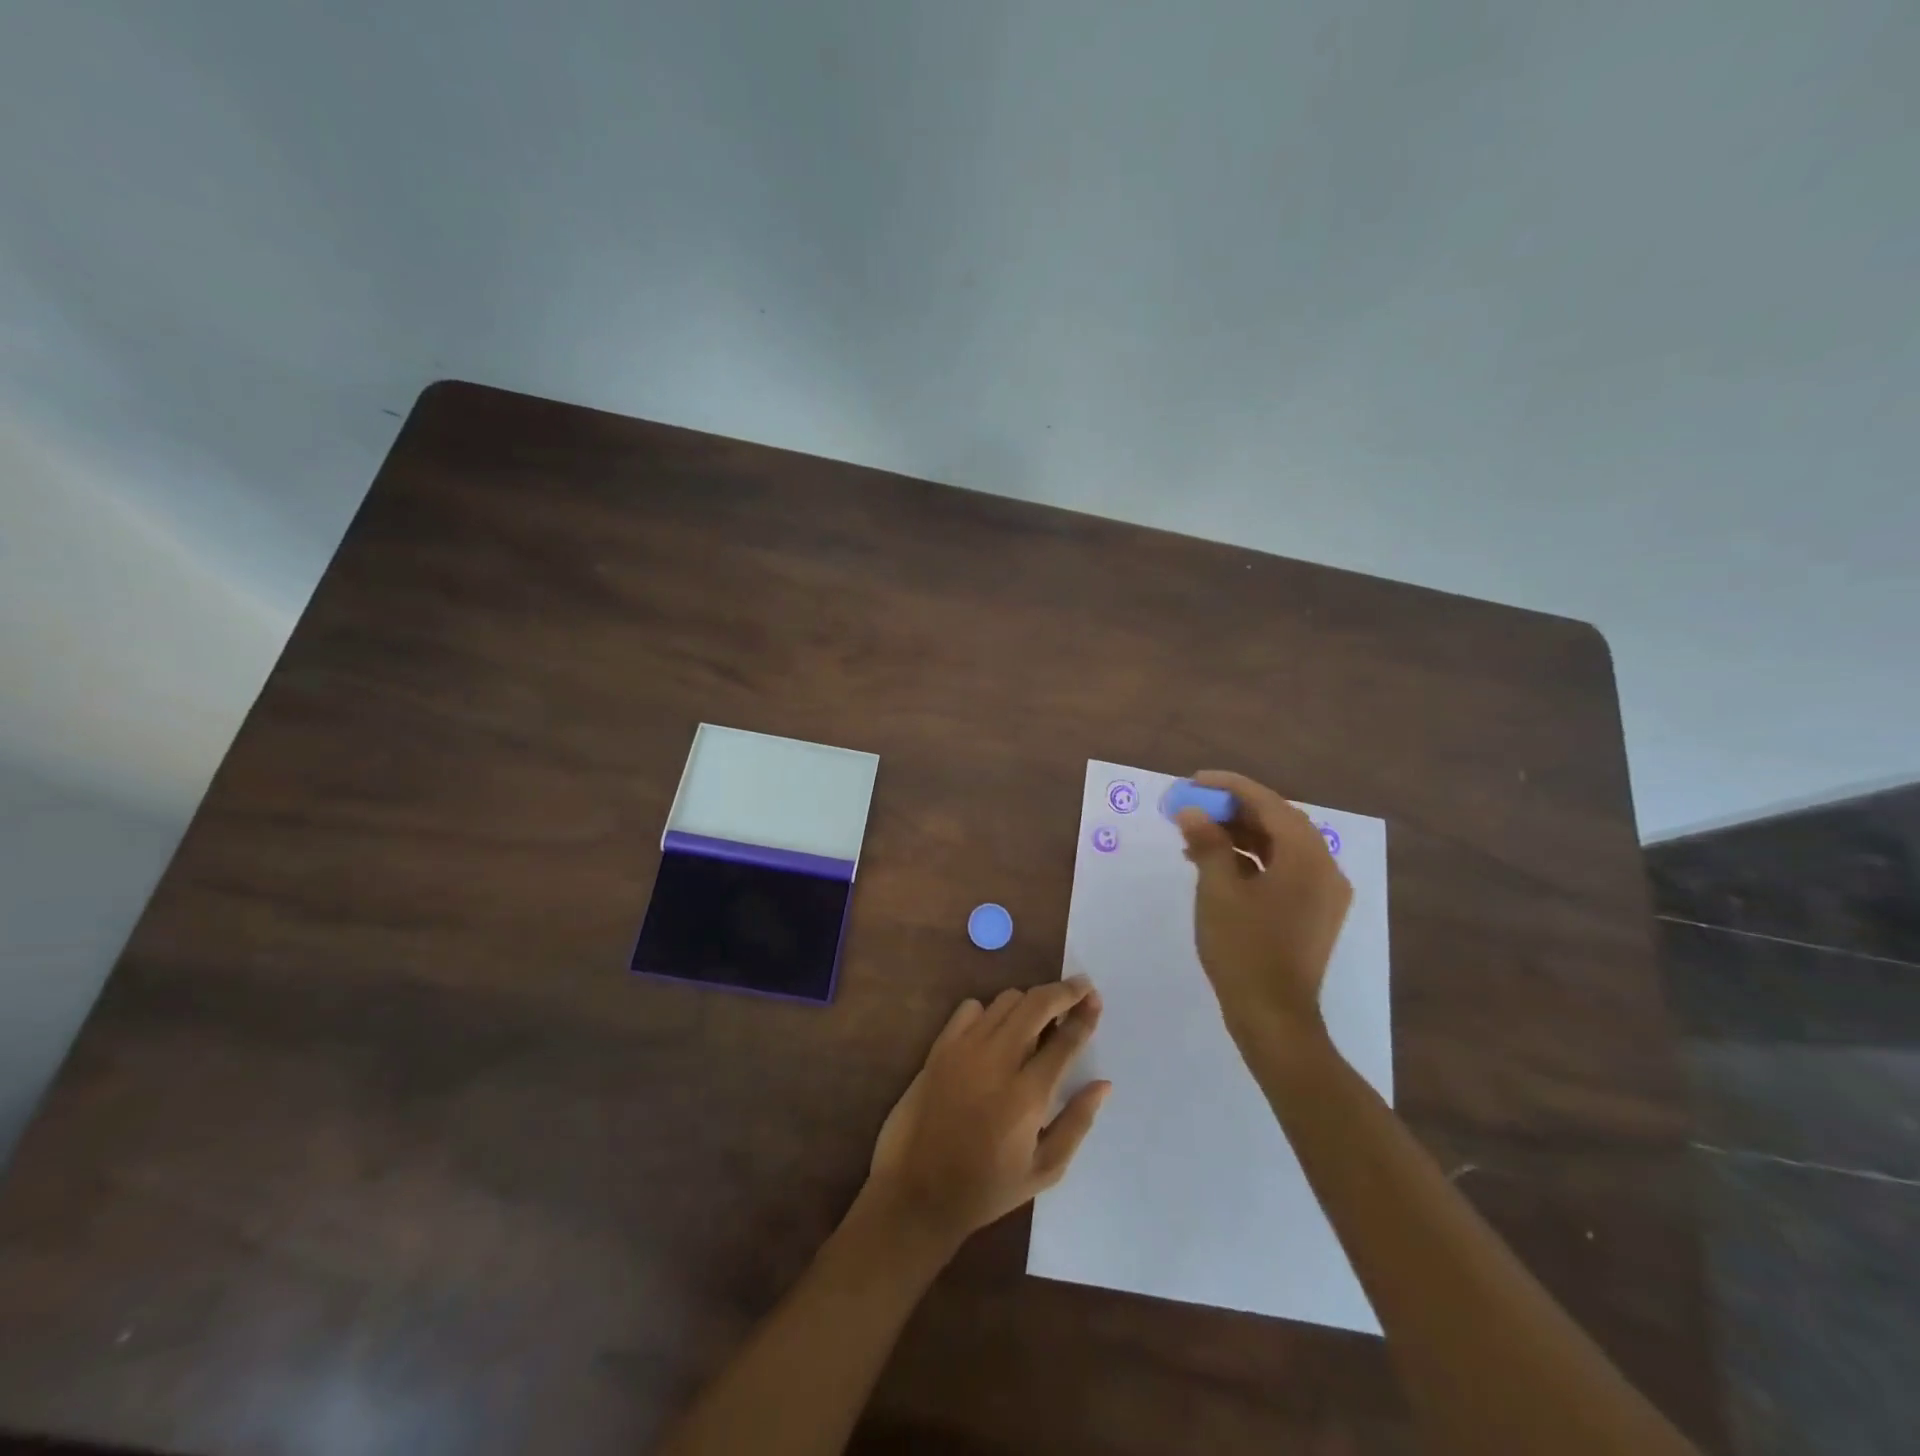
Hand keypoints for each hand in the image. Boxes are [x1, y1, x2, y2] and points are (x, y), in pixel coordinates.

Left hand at [866, 978, 1109, 1251]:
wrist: (917, 1191)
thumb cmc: (986, 1188)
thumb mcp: (1044, 1170)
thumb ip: (1077, 1122)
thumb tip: (1103, 1084)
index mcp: (1028, 1095)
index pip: (1065, 1039)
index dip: (1085, 1014)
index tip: (1095, 999)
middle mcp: (997, 1061)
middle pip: (1037, 1003)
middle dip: (1063, 991)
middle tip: (1079, 989)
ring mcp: (965, 1049)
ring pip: (1006, 1000)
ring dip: (1029, 1002)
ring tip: (1040, 1017)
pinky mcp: (940, 1047)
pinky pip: (971, 1008)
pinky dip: (989, 1011)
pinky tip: (995, 1032)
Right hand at [1175, 770, 1351, 1049]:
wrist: (1274, 1017)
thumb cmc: (1244, 949)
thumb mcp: (1218, 891)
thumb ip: (1207, 844)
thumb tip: (1192, 812)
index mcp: (1308, 857)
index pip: (1269, 804)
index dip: (1230, 787)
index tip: (1195, 780)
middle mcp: (1325, 868)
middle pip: (1278, 822)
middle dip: (1234, 810)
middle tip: (1194, 806)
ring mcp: (1322, 893)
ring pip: (1280, 846)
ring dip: (1240, 835)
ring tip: (1196, 835)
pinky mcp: (1313, 913)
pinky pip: (1283, 870)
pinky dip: (1251, 860)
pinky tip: (1216, 864)